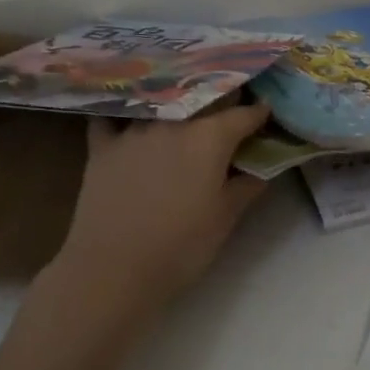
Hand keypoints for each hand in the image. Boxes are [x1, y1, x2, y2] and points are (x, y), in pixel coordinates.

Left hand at [47, 101, 273, 321]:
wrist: (112, 271)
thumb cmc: (181, 246)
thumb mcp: (227, 217)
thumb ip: (248, 183)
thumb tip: (264, 164)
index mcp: (210, 137)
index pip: (245, 114)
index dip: (260, 114)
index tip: (267, 116)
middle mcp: (174, 121)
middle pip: (204, 99)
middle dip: (221, 101)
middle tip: (229, 114)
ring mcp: (134, 130)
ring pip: (162, 103)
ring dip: (178, 104)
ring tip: (185, 113)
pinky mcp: (102, 146)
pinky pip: (113, 118)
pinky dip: (124, 115)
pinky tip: (129, 119)